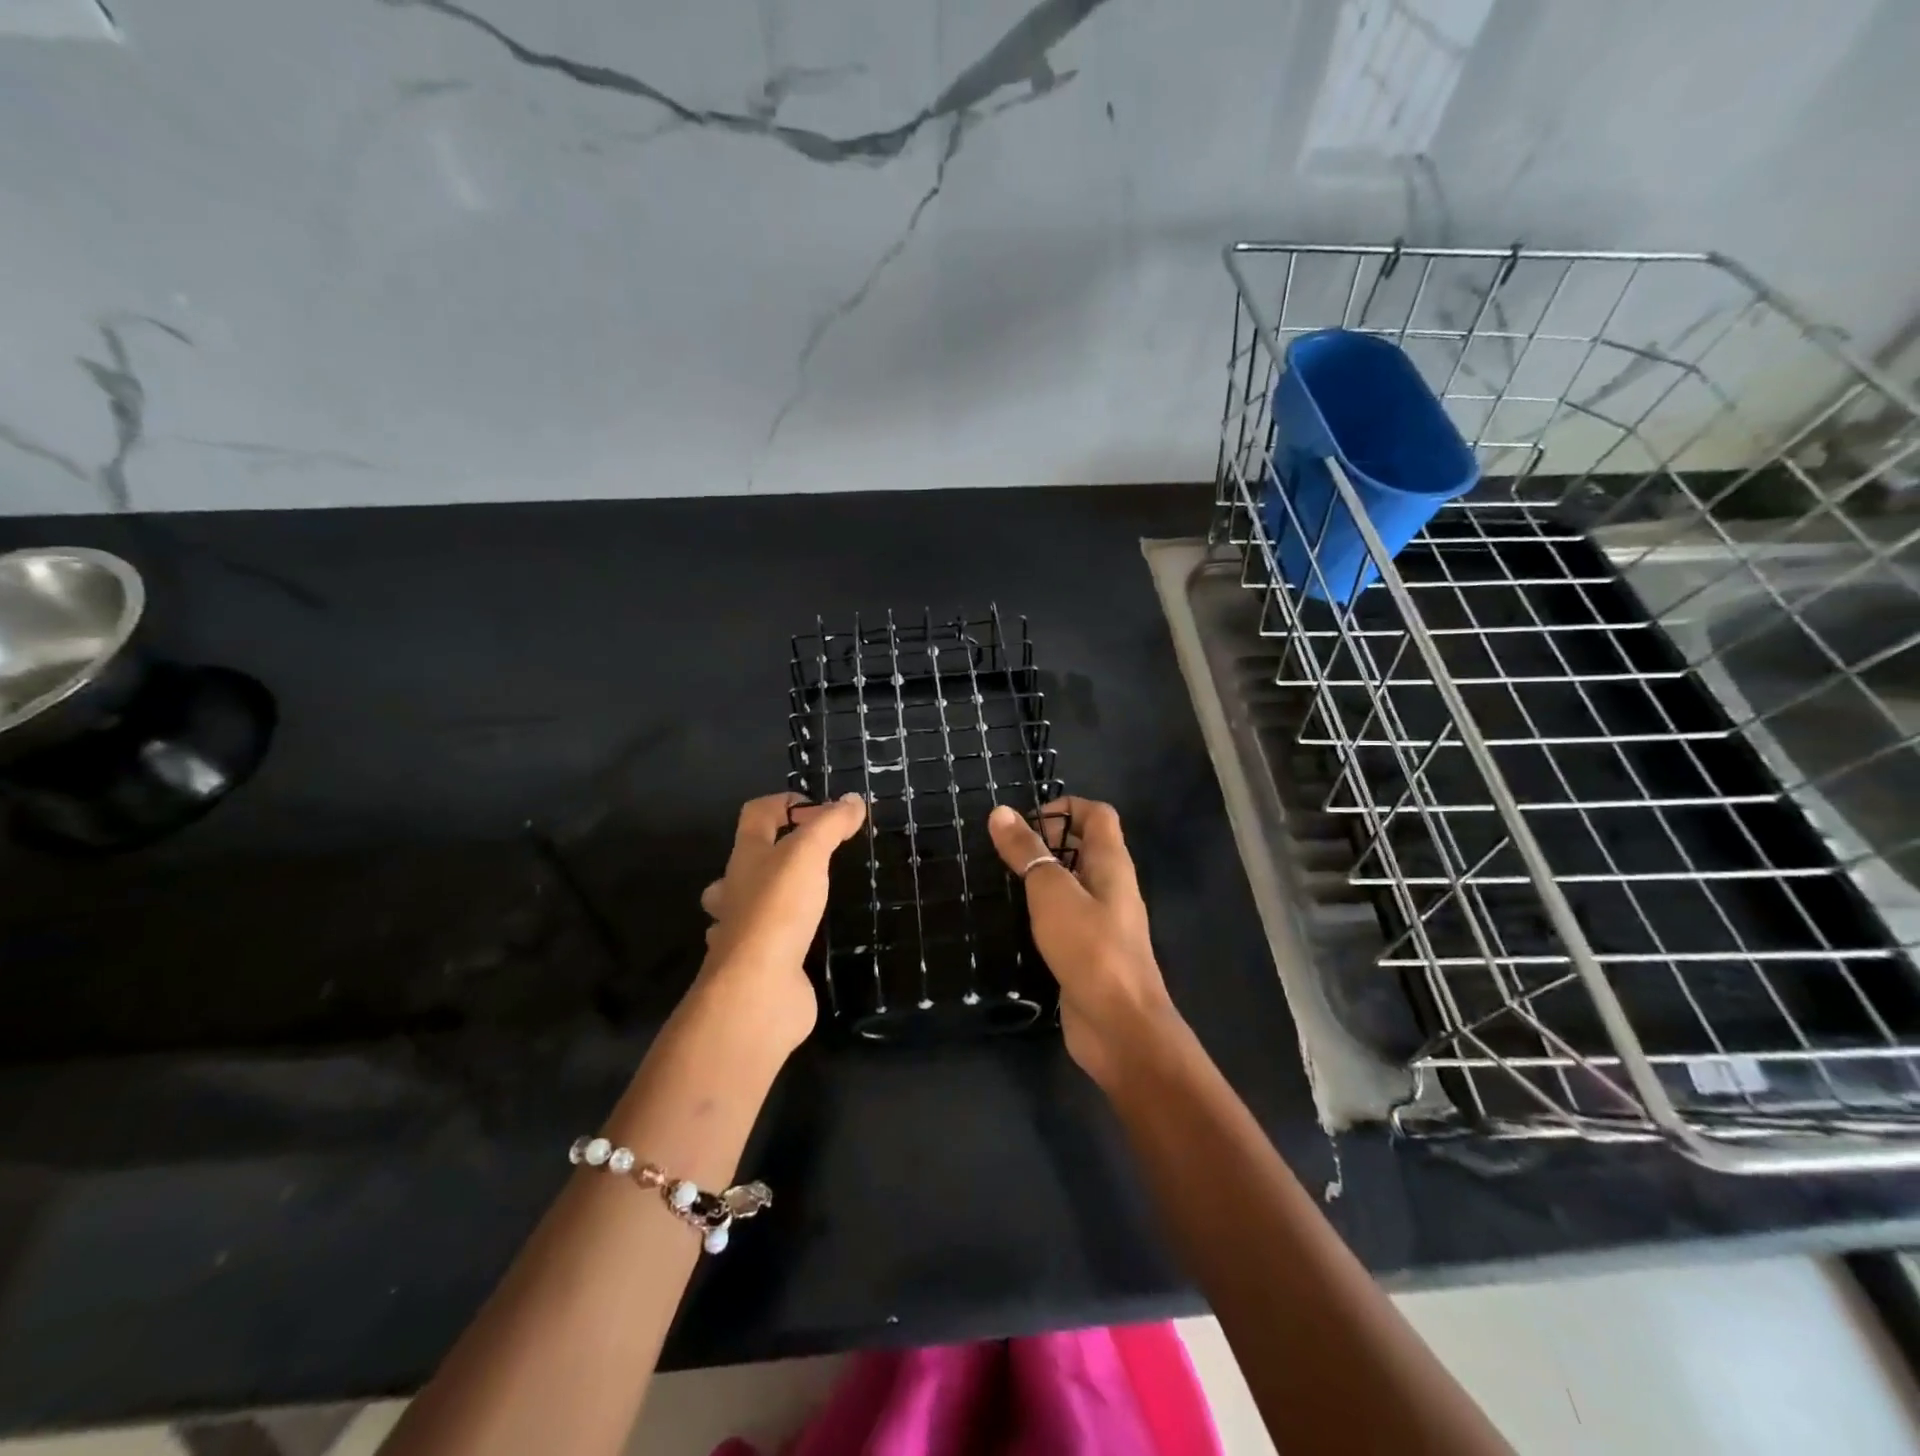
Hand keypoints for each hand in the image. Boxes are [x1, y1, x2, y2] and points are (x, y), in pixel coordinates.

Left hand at [694, 791, 866, 1059]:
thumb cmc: (779, 910)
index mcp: (745, 858)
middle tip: (812, 859)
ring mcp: (742, 933)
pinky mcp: (758, 966)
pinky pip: (767, 943)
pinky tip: (808, 941)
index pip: (756, 814)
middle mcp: (735, 892)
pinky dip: (783, 937)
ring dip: (772, 897)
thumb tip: (853, 799)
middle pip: (744, 861)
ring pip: (748, 905)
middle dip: (772, 854)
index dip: (784, 802)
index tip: (822, 810)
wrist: (758, 989)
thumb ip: (830, 825)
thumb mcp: (808, 854)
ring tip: (809, 898)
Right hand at [987, 797, 1180, 1089]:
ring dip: (1042, 878)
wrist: (1119, 1025)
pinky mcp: (1090, 952)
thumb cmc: (1089, 948)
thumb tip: (1001, 812)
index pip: (1098, 814)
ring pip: (1074, 884)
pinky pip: (1067, 917)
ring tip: (1002, 882)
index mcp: (1112, 863)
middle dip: (1047, 842)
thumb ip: (1027, 852)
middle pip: (1085, 847)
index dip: (1064, 808)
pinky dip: (1044, 912)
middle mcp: (1112, 887)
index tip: (1025, 824)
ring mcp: (1104, 921)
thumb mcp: (1051, 892)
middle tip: (1006, 854)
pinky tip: (1016, 923)